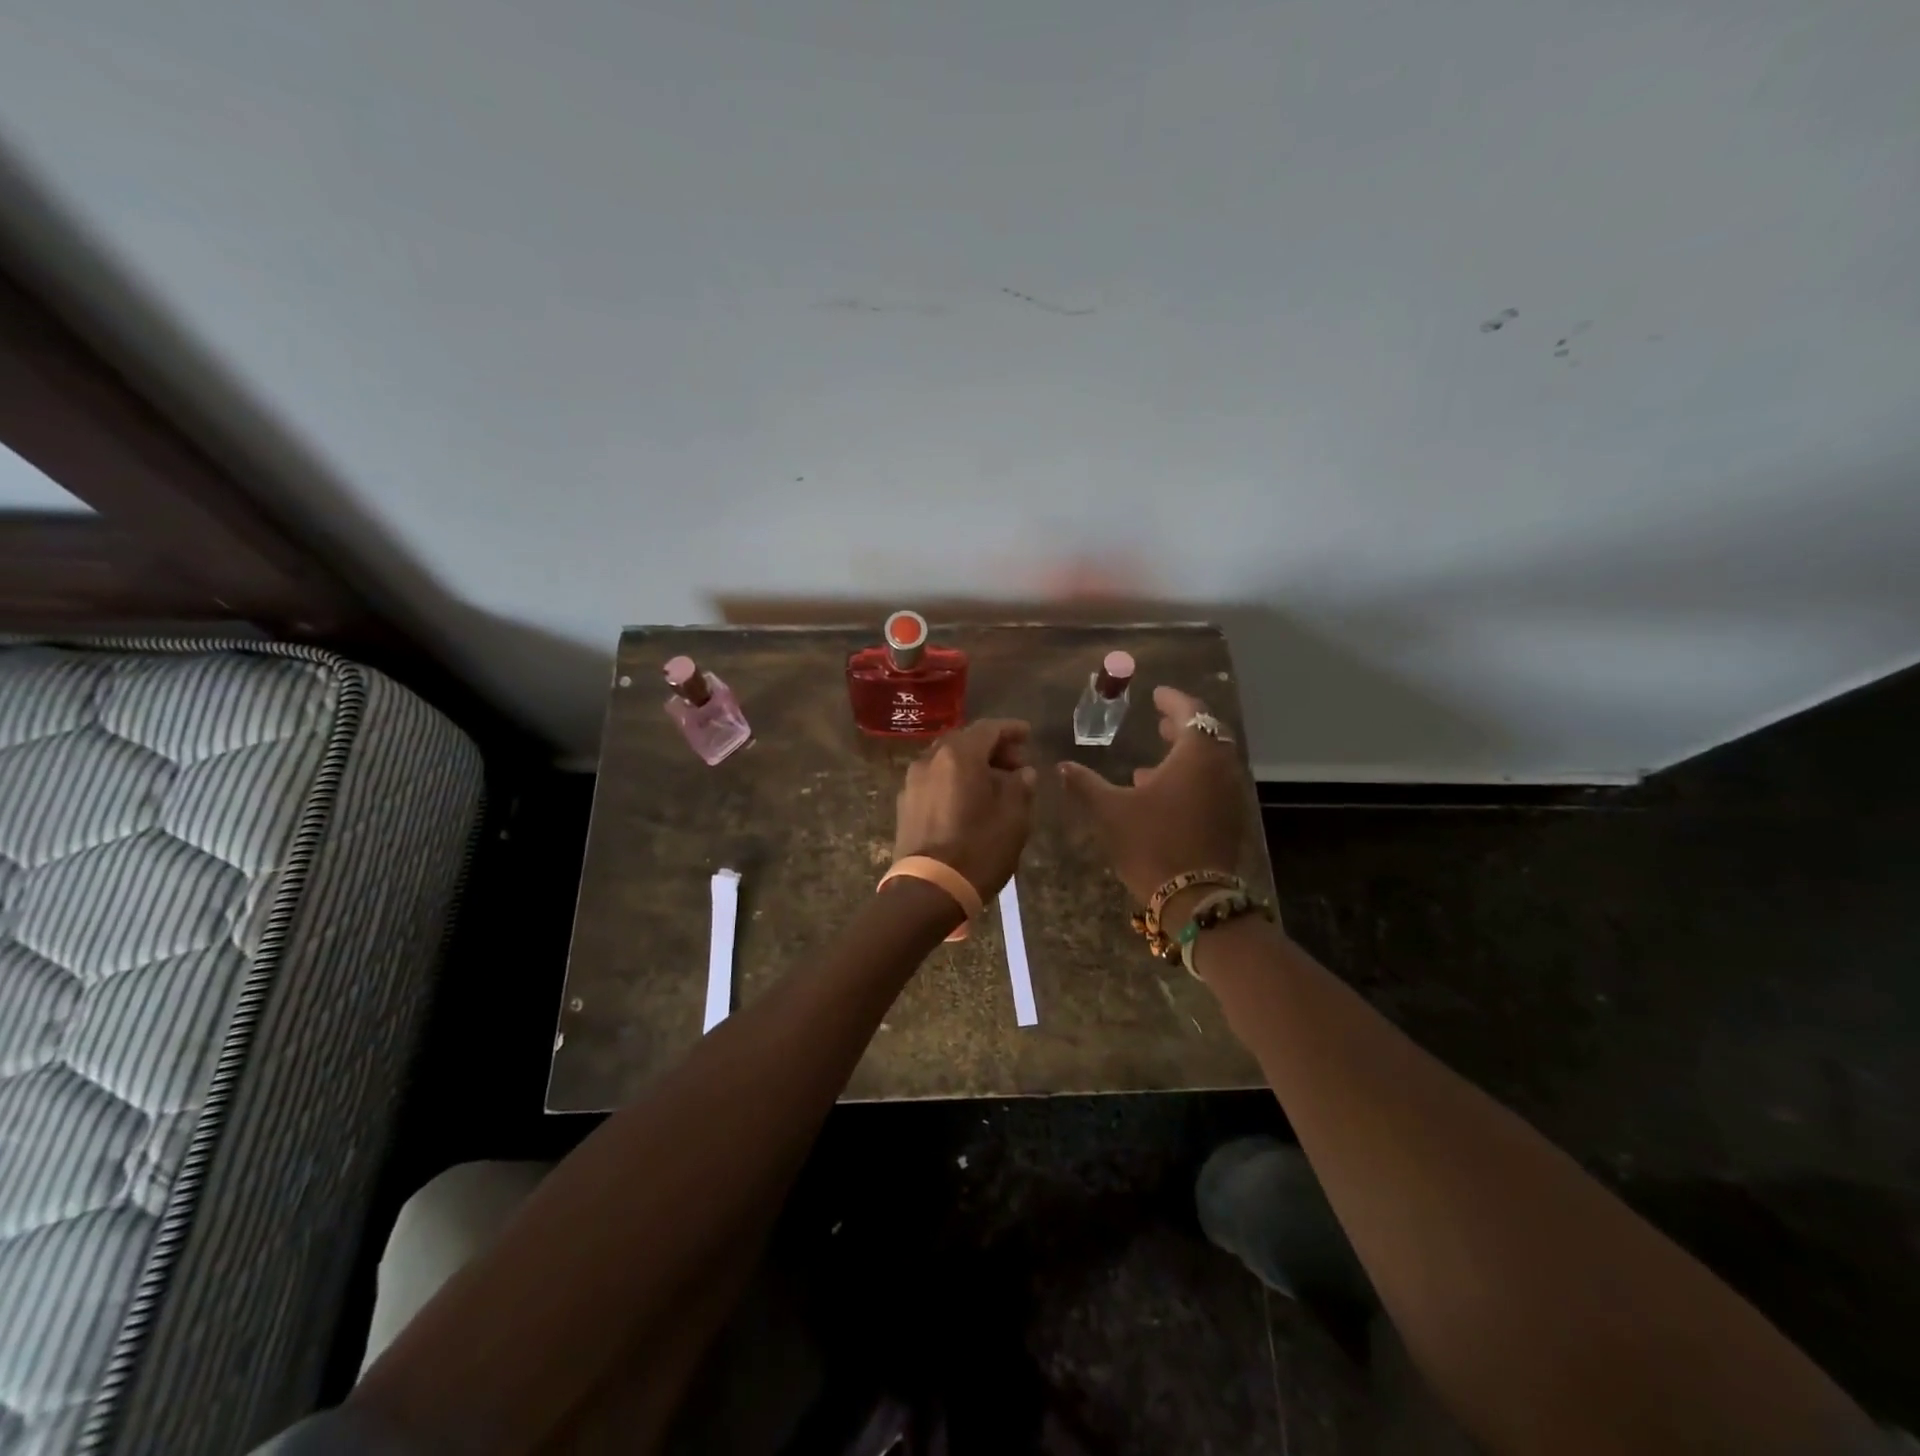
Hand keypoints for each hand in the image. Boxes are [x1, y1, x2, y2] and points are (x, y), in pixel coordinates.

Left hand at [893, 718, 1037, 895]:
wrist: (929, 890)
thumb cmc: (978, 849)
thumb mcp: (1014, 818)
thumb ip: (1021, 787)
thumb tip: (1022, 773)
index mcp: (958, 755)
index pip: (988, 729)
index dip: (1011, 729)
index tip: (1028, 735)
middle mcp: (930, 759)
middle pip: (964, 742)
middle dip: (992, 748)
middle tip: (1016, 765)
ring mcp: (912, 782)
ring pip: (947, 761)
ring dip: (972, 765)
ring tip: (995, 785)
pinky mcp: (904, 805)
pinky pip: (935, 780)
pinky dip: (954, 781)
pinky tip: (969, 801)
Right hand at [1058, 687, 1247, 915]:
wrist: (1193, 897)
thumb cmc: (1151, 843)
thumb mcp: (1110, 810)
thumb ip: (1086, 783)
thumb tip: (1062, 766)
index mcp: (1196, 755)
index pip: (1190, 712)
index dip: (1172, 700)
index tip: (1156, 694)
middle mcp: (1220, 768)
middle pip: (1207, 735)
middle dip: (1182, 726)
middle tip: (1159, 721)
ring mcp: (1229, 794)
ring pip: (1211, 762)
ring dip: (1186, 754)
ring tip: (1154, 759)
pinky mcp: (1229, 818)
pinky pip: (1213, 784)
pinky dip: (1192, 778)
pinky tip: (1162, 794)